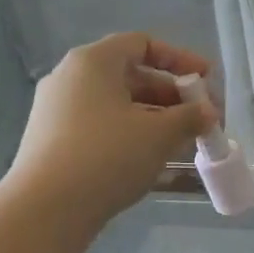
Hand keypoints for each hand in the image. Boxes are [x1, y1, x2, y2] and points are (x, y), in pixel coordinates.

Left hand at [3, 33, 211, 232]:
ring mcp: (56, 111)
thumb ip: (190, 117)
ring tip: (182, 142)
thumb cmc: (108, 156)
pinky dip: (129, 134)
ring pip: (116, 104)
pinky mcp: (52, 141)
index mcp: (93, 62)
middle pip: (130, 75)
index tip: (207, 80)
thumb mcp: (159, 134)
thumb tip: (208, 113)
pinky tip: (150, 159)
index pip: (142, 43)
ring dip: (153, 118)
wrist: (46, 209)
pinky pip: (100, 126)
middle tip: (200, 118)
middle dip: (171, 95)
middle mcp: (70, 78)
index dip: (180, 59)